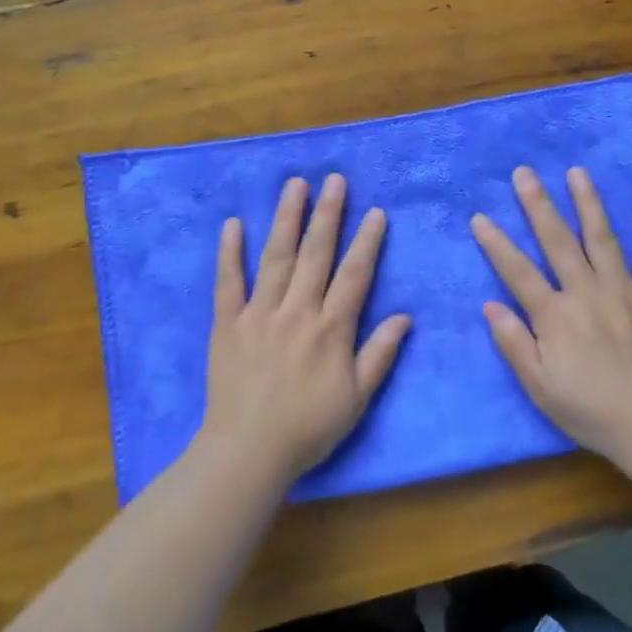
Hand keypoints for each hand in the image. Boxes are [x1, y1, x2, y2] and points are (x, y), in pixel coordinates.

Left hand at [200, 174, 411, 485]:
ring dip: (286, 218)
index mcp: (330, 329)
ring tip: (294, 184)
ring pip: (275, 257)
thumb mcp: (357, 398)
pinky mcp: (227, 324)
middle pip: (315, 254)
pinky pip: (228, 282)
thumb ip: (380, 354)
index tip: (374, 210)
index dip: (366, 241)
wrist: (248, 452)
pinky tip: (233, 224)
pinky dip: (230, 253)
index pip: (354, 275)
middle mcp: (297, 311)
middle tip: (335, 179)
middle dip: (328, 214)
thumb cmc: (308, 428)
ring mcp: (259, 314)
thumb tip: (405, 316)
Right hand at [471, 165, 631, 469]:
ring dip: (588, 204)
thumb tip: (490, 305)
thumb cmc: (591, 412)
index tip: (479, 216)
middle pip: (558, 242)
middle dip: (538, 205)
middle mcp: (588, 294)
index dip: (496, 244)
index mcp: (556, 317)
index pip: (517, 272)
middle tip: (525, 173)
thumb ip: (514, 345)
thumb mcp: (541, 388)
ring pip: (603, 239)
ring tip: (577, 172)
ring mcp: (625, 293)